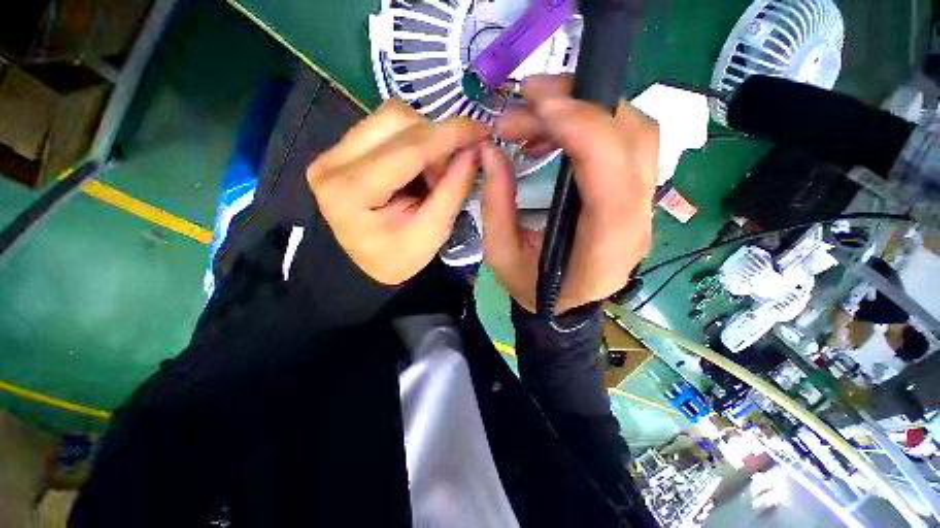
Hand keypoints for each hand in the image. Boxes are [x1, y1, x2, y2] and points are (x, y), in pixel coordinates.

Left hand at [307, 99, 487, 284]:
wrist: (369, 263)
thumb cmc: (401, 256)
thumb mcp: (434, 231)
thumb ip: (454, 188)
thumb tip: (475, 147)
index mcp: (350, 193)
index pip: (407, 150)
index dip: (449, 134)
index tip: (482, 129)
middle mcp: (332, 163)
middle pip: (395, 121)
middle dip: (435, 140)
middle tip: (451, 169)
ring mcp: (331, 152)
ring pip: (390, 117)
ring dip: (424, 138)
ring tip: (433, 172)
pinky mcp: (340, 149)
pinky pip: (384, 126)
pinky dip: (412, 140)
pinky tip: (418, 166)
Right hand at [481, 75, 657, 312]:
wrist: (564, 305)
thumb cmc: (533, 289)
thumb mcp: (503, 257)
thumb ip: (497, 206)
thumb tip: (490, 151)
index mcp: (604, 245)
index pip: (612, 173)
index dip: (581, 128)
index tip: (536, 106)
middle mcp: (636, 221)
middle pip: (632, 139)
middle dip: (579, 104)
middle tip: (525, 101)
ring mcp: (643, 206)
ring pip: (636, 133)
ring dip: (586, 109)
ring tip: (535, 114)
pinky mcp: (635, 195)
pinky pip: (627, 144)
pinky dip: (592, 124)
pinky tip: (554, 132)